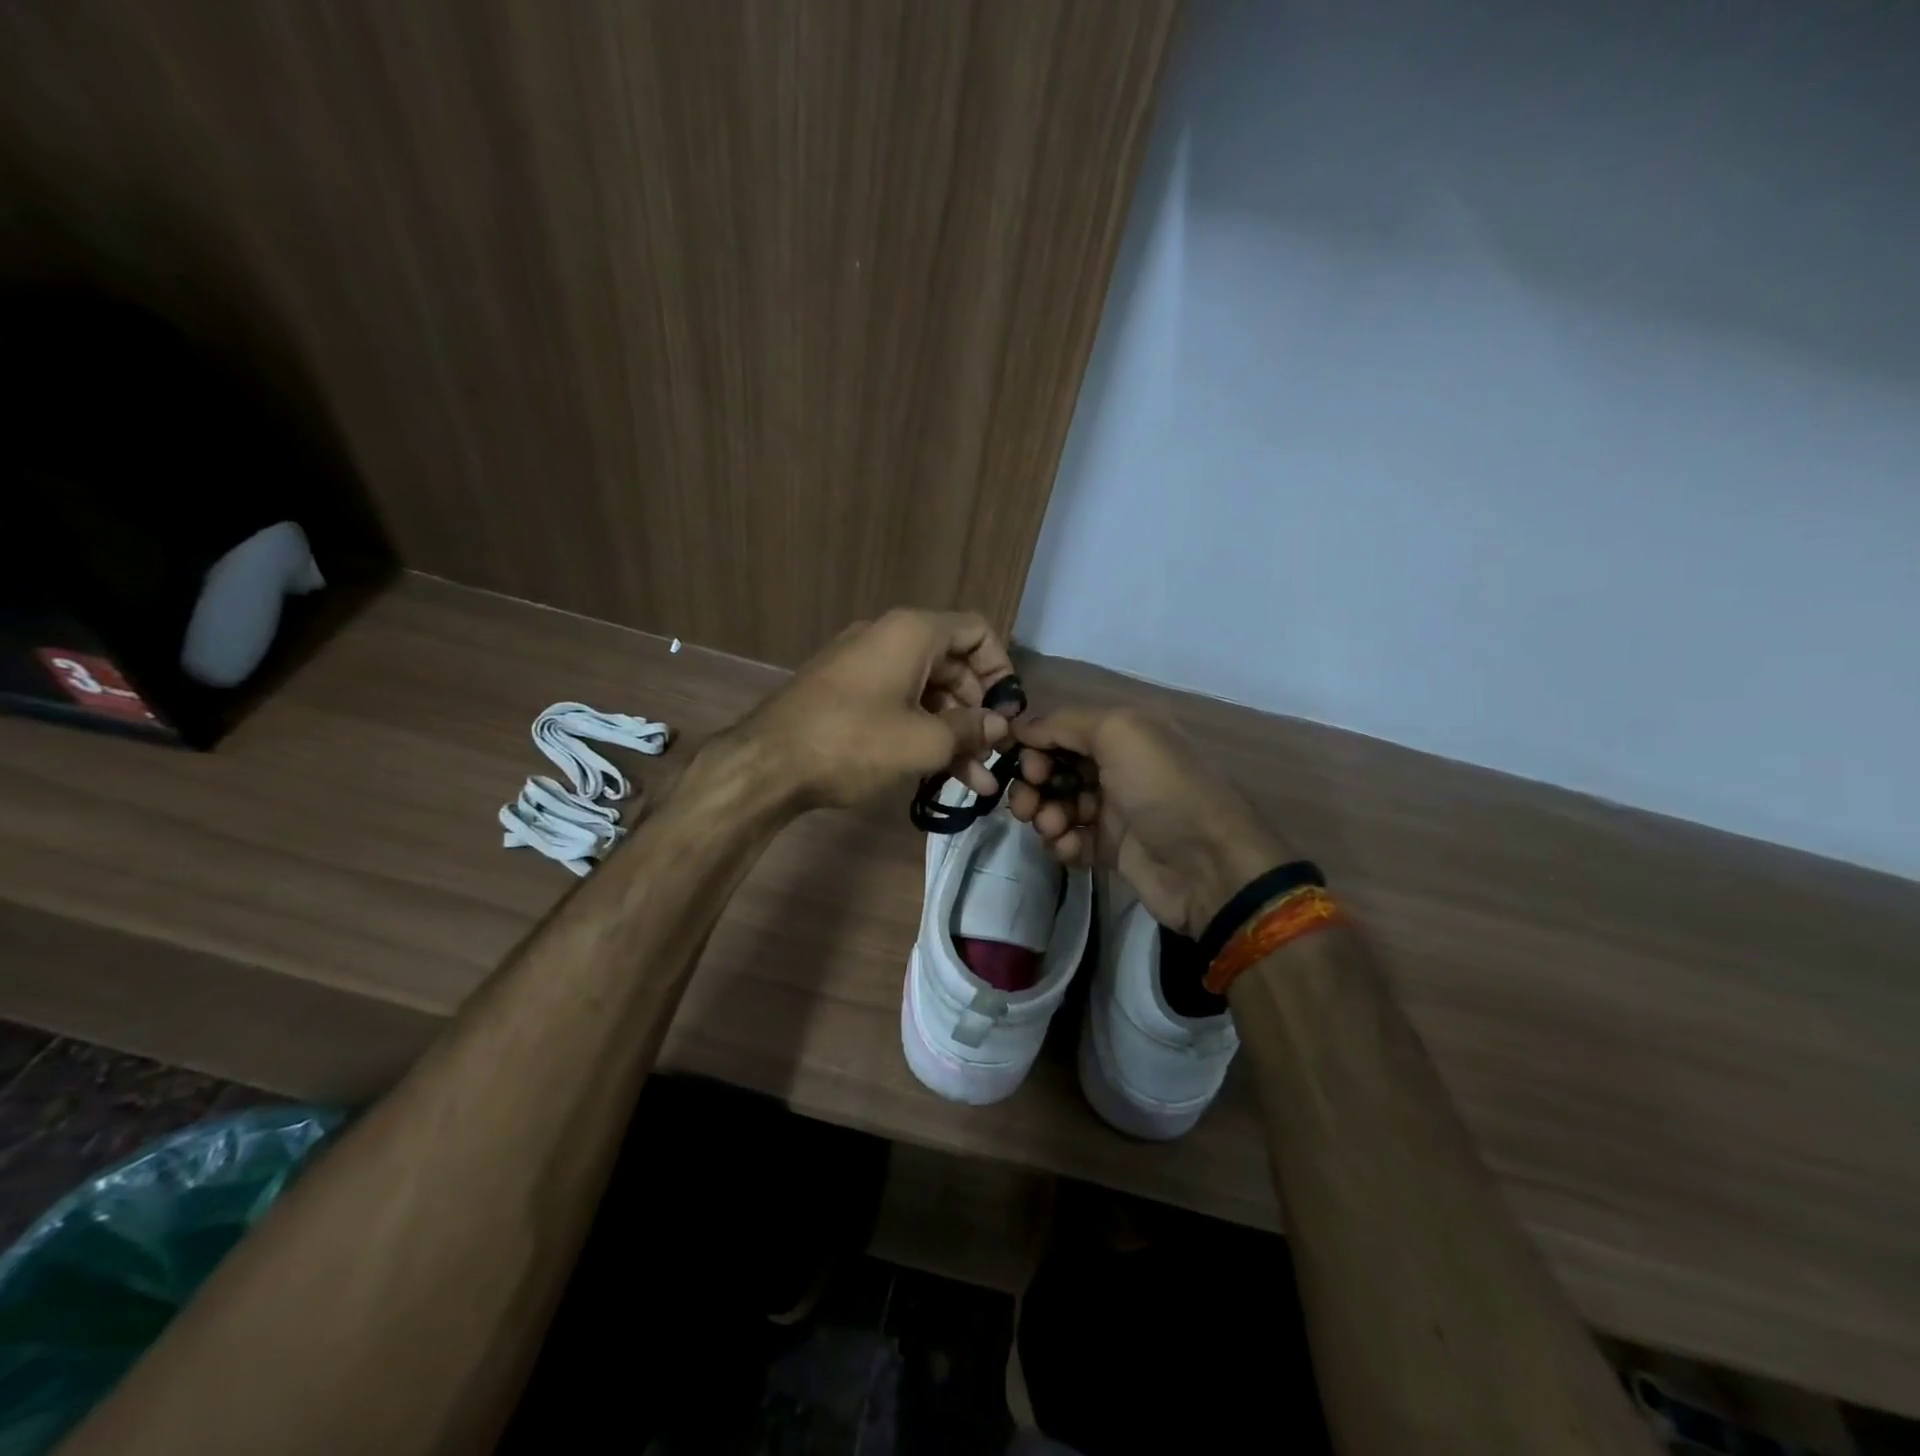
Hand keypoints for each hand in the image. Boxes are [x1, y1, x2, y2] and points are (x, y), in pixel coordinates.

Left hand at [738, 609, 1015, 808]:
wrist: (767, 763)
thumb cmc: (854, 742)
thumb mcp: (923, 740)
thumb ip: (969, 730)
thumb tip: (998, 726)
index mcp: (912, 633)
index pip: (976, 631)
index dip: (1001, 669)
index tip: (1008, 711)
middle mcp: (889, 638)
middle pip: (953, 666)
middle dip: (977, 713)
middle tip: (992, 754)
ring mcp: (864, 666)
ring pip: (926, 693)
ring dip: (952, 734)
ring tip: (975, 782)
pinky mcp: (845, 694)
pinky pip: (897, 704)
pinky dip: (920, 733)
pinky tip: (939, 775)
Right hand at [1006, 707, 1289, 937]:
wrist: (1206, 866)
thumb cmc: (1161, 789)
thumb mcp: (1119, 733)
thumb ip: (1064, 722)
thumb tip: (1020, 728)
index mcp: (1123, 733)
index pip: (1061, 730)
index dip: (1035, 744)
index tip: (1021, 764)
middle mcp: (1117, 766)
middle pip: (1054, 768)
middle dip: (1033, 784)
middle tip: (1028, 804)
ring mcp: (1114, 810)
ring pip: (1057, 805)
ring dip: (1045, 815)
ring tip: (1054, 828)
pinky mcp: (1111, 849)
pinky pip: (1071, 840)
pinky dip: (1062, 843)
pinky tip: (1070, 848)